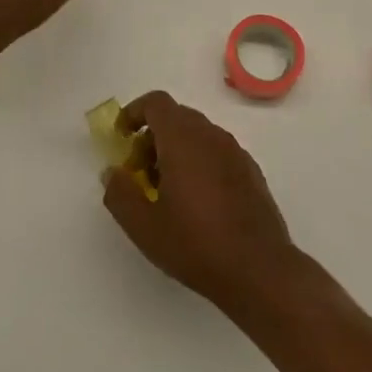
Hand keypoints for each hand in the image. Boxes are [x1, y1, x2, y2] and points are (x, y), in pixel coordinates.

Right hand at [103, 91, 300, 314]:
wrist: (258, 269)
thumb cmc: (195, 244)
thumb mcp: (143, 226)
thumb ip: (120, 193)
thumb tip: (113, 172)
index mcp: (183, 139)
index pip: (156, 103)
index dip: (134, 112)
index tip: (122, 138)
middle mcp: (212, 135)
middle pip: (177, 116)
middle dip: (152, 136)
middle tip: (140, 172)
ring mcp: (235, 152)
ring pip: (198, 134)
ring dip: (176, 150)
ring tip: (167, 190)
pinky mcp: (251, 171)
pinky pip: (217, 152)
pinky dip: (199, 161)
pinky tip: (197, 201)